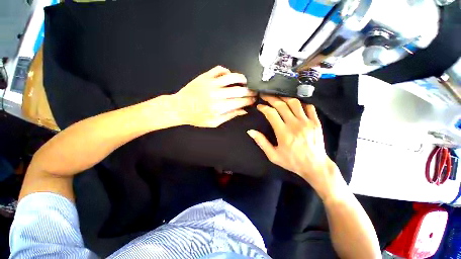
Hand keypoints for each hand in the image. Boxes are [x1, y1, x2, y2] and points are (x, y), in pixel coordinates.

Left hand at [173, 66, 255, 127]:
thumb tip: (243, 111)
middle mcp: (216, 94)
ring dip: (241, 79)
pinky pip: (219, 69)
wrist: (179, 107)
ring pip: (231, 77)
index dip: (249, 101)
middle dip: (249, 91)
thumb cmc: (197, 117)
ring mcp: (210, 83)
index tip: (254, 100)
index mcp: (219, 108)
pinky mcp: (205, 76)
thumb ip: (229, 116)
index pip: (239, 102)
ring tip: (245, 82)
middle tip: (254, 92)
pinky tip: (229, 76)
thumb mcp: (214, 122)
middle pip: (239, 90)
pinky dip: (227, 71)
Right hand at [247, 95, 341, 197]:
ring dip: (284, 98)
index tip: (259, 106)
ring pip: (295, 103)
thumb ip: (261, 142)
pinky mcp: (316, 122)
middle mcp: (295, 125)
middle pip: (281, 105)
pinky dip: (300, 102)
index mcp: (284, 133)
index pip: (271, 114)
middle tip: (265, 96)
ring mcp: (307, 122)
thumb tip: (250, 131)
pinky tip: (294, 102)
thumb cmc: (292, 161)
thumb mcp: (273, 155)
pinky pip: (309, 106)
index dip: (263, 108)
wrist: (315, 166)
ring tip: (277, 96)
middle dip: (271, 98)